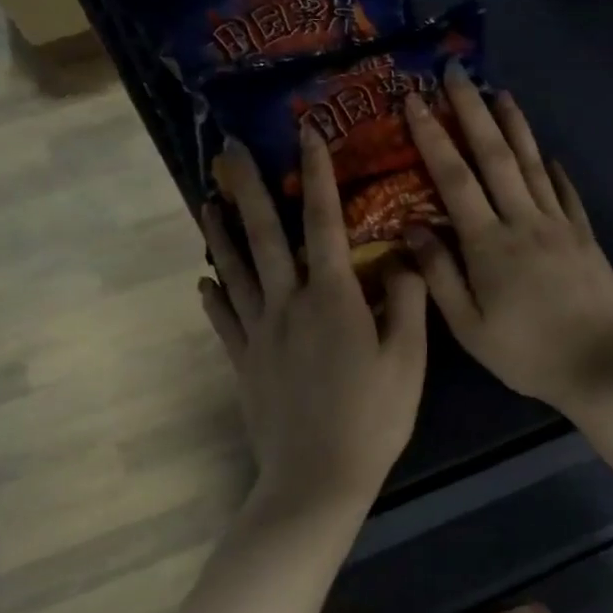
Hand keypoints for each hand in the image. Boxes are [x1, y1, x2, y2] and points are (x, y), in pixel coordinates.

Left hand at [200, 128, 427, 505]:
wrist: (318, 477)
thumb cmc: (373, 417)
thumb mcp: (408, 359)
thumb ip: (407, 302)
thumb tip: (402, 258)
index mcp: (332, 297)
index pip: (324, 223)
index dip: (318, 176)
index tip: (307, 135)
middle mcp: (288, 304)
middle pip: (263, 236)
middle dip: (248, 189)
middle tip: (228, 151)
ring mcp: (258, 333)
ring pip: (233, 270)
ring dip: (219, 232)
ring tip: (205, 199)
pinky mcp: (243, 362)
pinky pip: (223, 321)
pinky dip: (212, 297)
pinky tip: (204, 280)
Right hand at [402, 68, 612, 415]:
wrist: (601, 365)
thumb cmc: (527, 353)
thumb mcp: (470, 327)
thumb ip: (440, 276)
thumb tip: (412, 228)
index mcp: (489, 244)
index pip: (454, 179)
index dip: (433, 137)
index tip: (415, 100)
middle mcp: (524, 222)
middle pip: (495, 156)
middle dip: (472, 111)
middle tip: (456, 72)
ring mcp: (560, 225)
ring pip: (532, 165)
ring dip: (515, 126)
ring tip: (501, 94)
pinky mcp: (585, 237)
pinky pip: (566, 194)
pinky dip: (554, 170)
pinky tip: (547, 155)